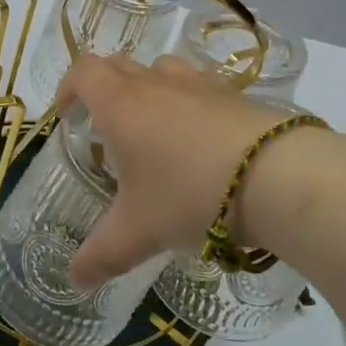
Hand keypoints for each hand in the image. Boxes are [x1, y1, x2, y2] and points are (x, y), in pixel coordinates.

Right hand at [59, 54, 302, 286]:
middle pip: (118, 65)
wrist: (278, 175)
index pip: (83, 72)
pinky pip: (198, 86)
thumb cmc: (190, 194)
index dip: (68, 88)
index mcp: (121, 104)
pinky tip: (199, 140)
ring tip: (152, 128)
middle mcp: (155, 84)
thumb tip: (75, 280)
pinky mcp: (234, 95)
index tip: (66, 115)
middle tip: (104, 127)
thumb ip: (102, 255)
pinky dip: (187, 102)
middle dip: (103, 88)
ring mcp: (198, 84)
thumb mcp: (139, 232)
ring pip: (160, 69)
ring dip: (147, 88)